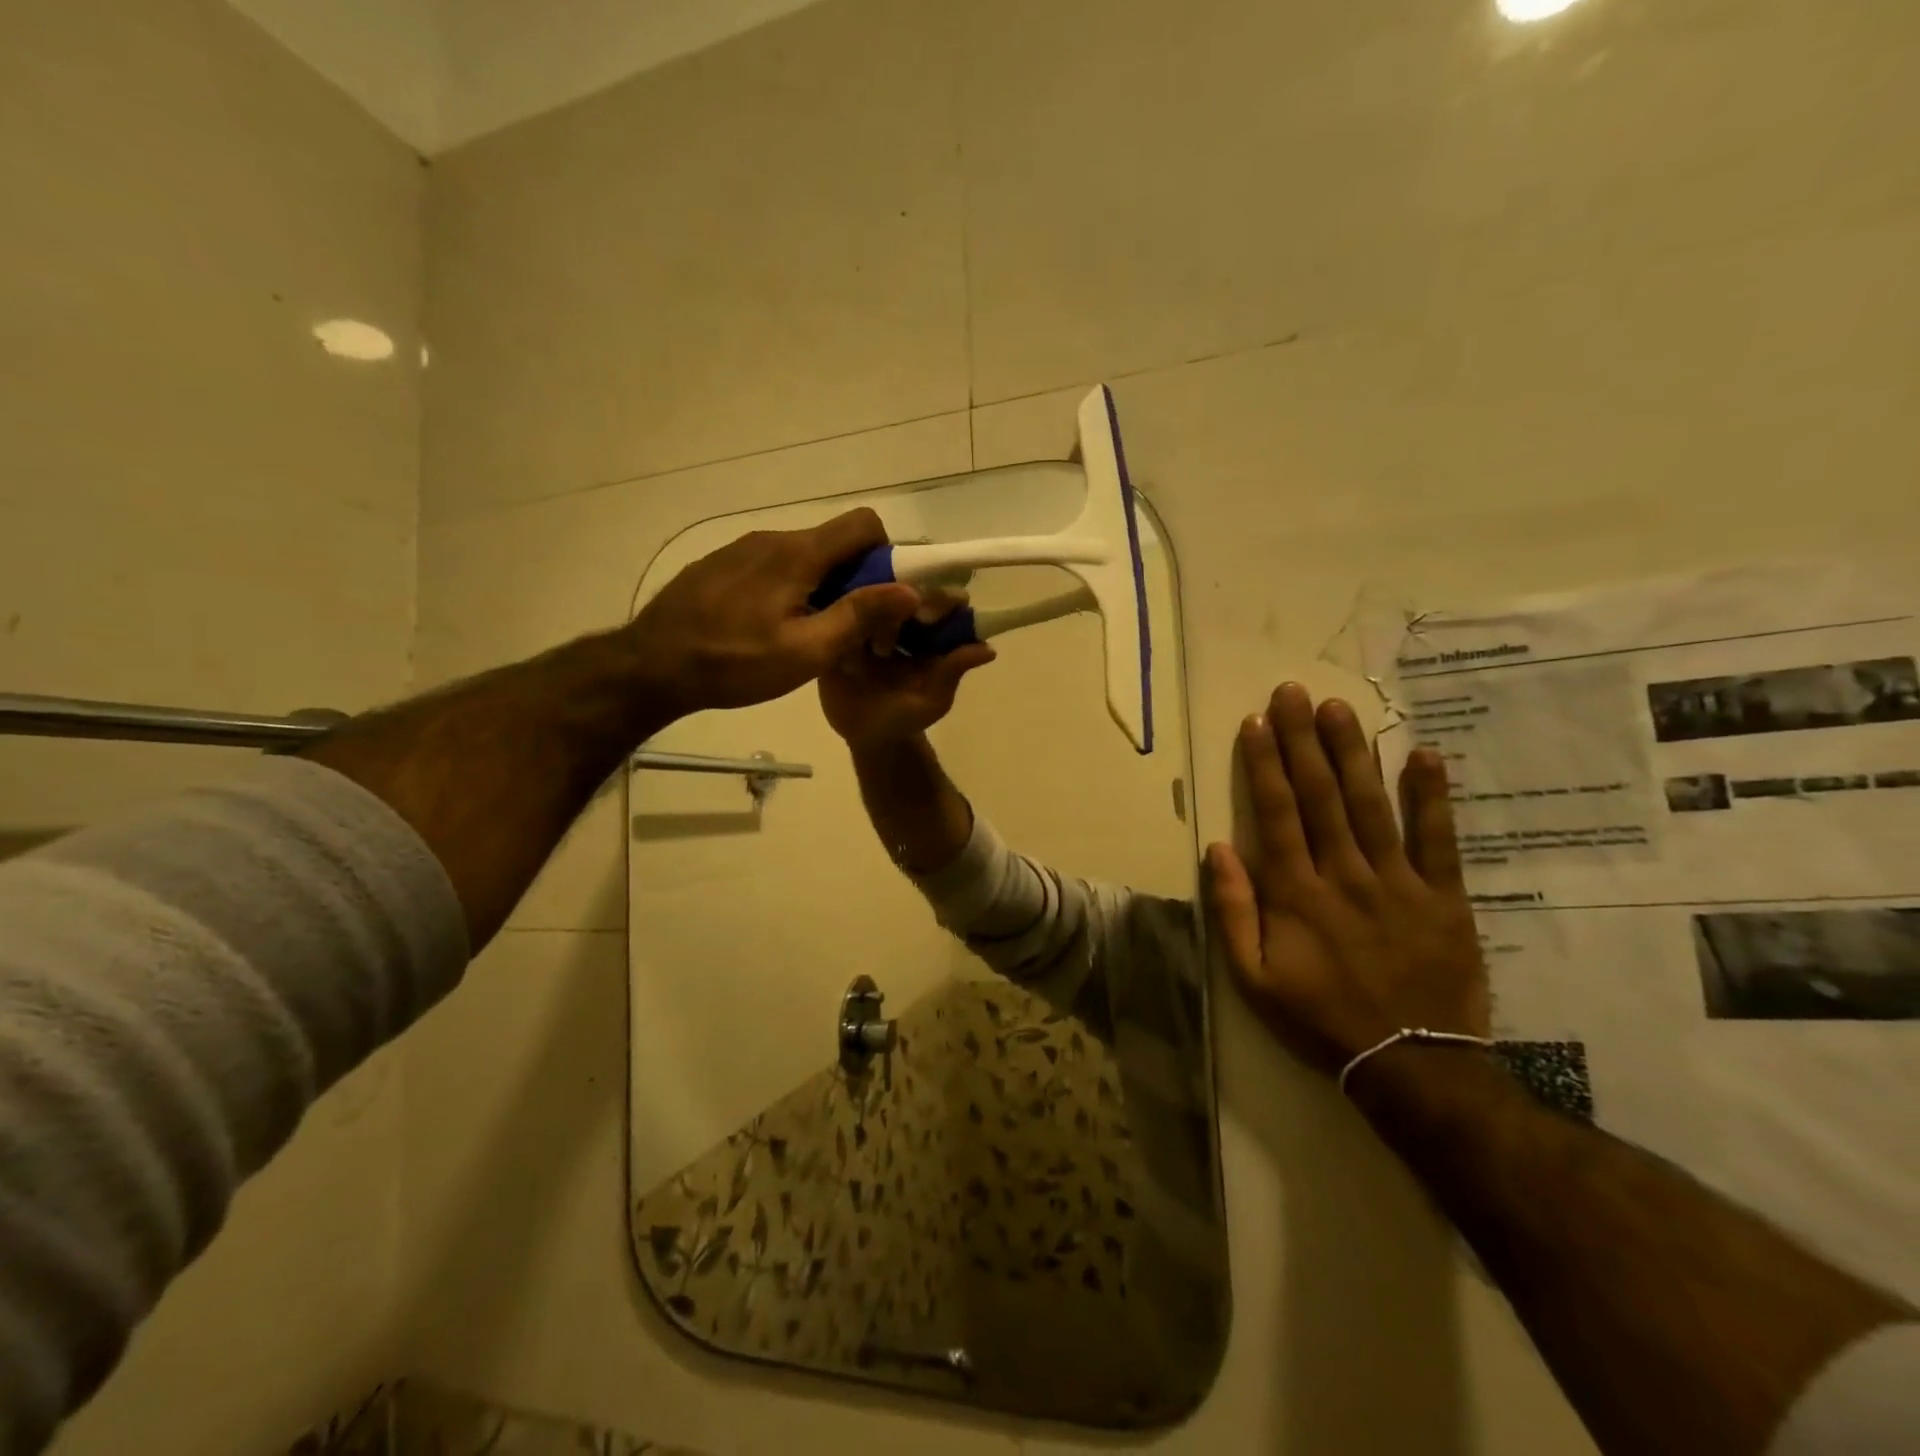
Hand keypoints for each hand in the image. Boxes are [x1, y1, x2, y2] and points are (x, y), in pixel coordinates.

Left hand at [626, 508, 919, 717]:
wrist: (651, 666)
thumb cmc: (734, 663)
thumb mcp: (806, 652)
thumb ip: (858, 617)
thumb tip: (909, 590)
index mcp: (798, 554)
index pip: (863, 524)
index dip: (885, 555)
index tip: (881, 598)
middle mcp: (772, 539)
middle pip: (834, 543)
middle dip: (855, 579)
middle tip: (849, 628)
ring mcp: (741, 550)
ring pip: (802, 557)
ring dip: (820, 586)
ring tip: (808, 634)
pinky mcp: (721, 566)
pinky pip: (771, 566)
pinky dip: (788, 589)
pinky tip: (768, 629)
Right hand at [818, 592, 996, 750]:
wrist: (866, 736)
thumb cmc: (906, 716)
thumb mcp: (934, 698)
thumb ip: (953, 671)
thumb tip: (988, 650)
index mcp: (927, 629)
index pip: (937, 602)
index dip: (939, 600)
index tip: (932, 609)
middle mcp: (897, 616)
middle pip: (901, 590)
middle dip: (901, 593)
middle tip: (898, 606)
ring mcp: (865, 620)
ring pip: (867, 596)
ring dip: (868, 599)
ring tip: (867, 618)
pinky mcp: (836, 630)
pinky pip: (834, 614)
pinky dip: (837, 610)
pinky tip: (835, 614)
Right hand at [1206, 682, 1487, 1079]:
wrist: (1411, 1065)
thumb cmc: (1320, 1019)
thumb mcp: (1253, 979)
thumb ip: (1234, 911)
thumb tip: (1219, 848)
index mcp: (1296, 893)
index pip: (1276, 814)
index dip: (1264, 764)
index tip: (1256, 722)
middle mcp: (1344, 875)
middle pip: (1321, 796)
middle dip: (1303, 740)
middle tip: (1294, 693)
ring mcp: (1398, 883)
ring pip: (1371, 805)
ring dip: (1353, 754)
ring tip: (1339, 709)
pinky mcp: (1443, 897)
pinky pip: (1438, 840)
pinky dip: (1431, 797)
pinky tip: (1424, 755)